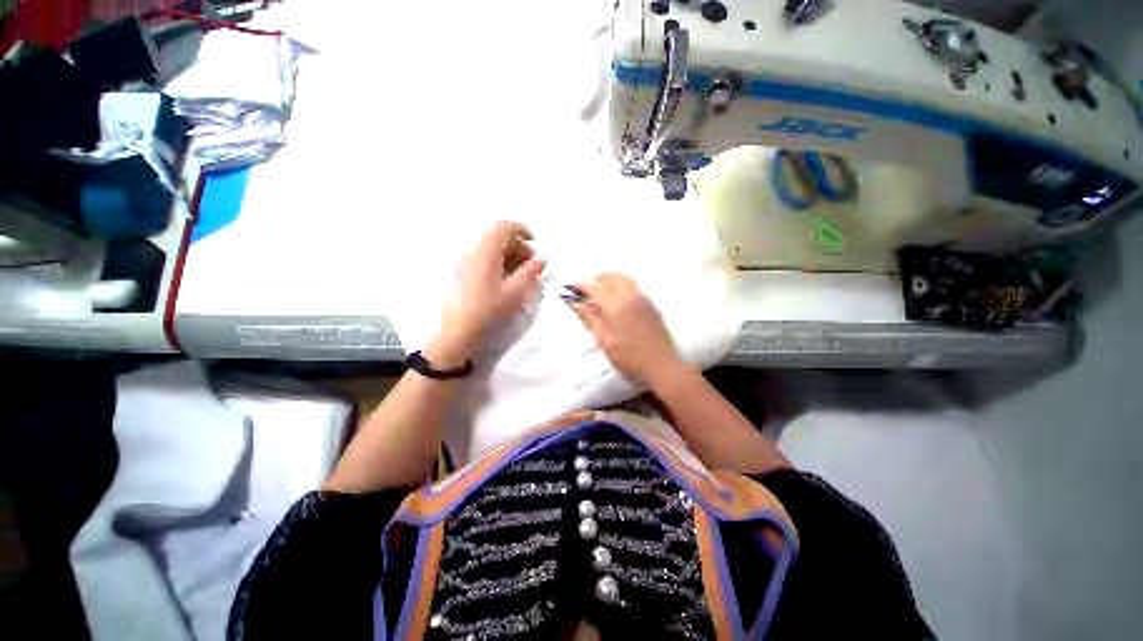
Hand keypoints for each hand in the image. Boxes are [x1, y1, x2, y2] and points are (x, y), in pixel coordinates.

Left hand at [427, 221, 545, 366]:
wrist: (460, 329)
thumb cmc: (489, 309)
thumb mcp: (515, 291)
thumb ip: (530, 273)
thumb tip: (541, 260)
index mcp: (487, 253)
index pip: (504, 228)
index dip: (521, 229)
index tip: (534, 240)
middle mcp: (475, 252)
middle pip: (499, 237)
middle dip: (519, 245)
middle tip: (532, 263)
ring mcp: (469, 262)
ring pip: (493, 248)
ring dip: (511, 254)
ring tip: (523, 273)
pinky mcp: (467, 272)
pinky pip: (487, 258)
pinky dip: (501, 262)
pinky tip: (509, 279)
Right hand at [571, 272, 685, 385]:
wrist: (662, 367)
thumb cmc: (629, 358)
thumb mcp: (605, 340)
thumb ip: (591, 318)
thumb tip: (578, 303)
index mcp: (617, 305)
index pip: (596, 287)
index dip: (582, 284)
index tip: (572, 285)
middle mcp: (631, 296)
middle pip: (613, 277)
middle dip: (597, 278)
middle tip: (586, 288)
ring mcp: (644, 299)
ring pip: (625, 279)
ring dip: (610, 280)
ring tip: (600, 292)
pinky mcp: (651, 306)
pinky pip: (634, 287)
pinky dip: (621, 286)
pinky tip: (617, 300)